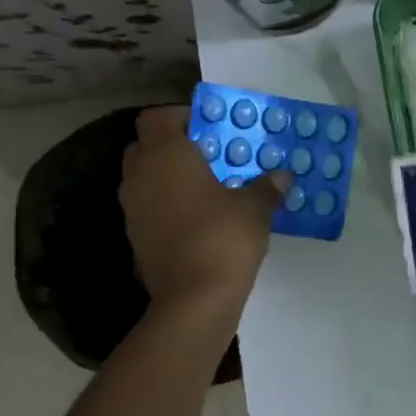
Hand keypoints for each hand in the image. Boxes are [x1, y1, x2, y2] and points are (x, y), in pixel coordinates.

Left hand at [120, 107, 286, 312]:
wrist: (194, 299)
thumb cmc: (223, 238)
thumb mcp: (255, 208)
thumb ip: (266, 187)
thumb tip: (282, 177)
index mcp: (166, 155)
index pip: (158, 117)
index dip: (183, 117)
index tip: (213, 129)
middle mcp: (140, 175)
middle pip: (147, 145)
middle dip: (174, 146)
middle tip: (211, 156)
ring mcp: (133, 208)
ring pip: (146, 177)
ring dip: (170, 176)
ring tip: (207, 188)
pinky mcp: (135, 237)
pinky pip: (149, 207)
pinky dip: (167, 204)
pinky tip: (199, 218)